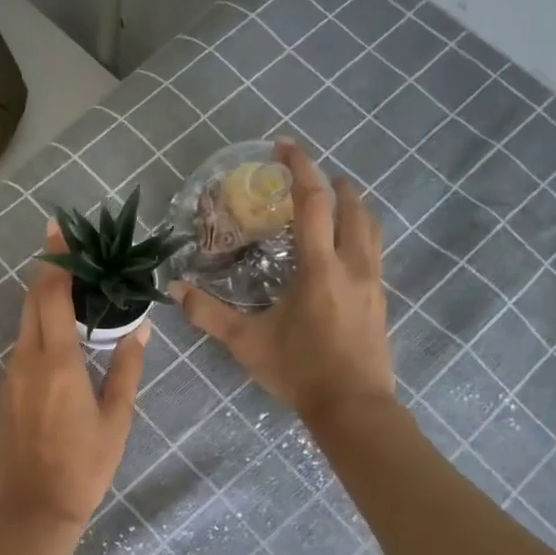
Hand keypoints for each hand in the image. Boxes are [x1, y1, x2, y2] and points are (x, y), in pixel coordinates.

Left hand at [0, 224, 150, 535]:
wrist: (32, 510)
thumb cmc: (83, 465)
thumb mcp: (116, 418)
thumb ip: (127, 368)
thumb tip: (139, 329)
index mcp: (56, 361)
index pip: (52, 295)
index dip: (56, 259)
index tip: (58, 228)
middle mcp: (26, 359)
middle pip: (32, 301)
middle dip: (48, 272)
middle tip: (72, 254)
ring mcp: (10, 375)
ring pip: (24, 324)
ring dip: (44, 302)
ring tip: (75, 294)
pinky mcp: (5, 392)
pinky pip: (22, 347)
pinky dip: (39, 330)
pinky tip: (62, 340)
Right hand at [172, 140, 394, 420]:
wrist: (353, 407)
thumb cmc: (299, 371)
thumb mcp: (246, 343)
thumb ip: (208, 314)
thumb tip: (175, 290)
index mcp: (320, 268)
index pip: (313, 203)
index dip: (300, 169)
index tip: (285, 147)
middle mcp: (352, 265)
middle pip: (353, 207)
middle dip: (332, 184)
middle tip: (308, 177)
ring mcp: (373, 282)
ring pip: (370, 228)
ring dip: (352, 207)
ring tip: (330, 204)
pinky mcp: (380, 299)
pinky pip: (372, 251)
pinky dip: (358, 233)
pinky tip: (341, 250)